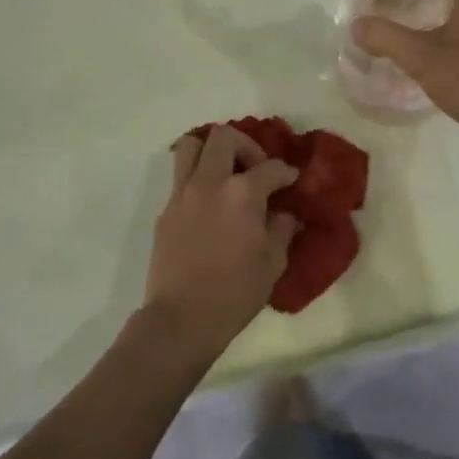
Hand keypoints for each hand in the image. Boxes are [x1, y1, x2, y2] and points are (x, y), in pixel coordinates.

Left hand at [144, 126, 299, 359]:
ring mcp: (183, 194)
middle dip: (246, 146)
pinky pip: (181, 178)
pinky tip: (210, 204)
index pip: (271, 168)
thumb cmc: (235, 293)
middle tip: (256, 170)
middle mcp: (210, 182)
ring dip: (212, 151)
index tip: (292, 180)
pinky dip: (197, 179)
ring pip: (192, 146)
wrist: (181, 320)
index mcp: (242, 193)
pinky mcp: (166, 210)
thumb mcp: (273, 262)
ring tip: (226, 173)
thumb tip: (285, 214)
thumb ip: (282, 228)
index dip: (286, 172)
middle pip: (224, 137)